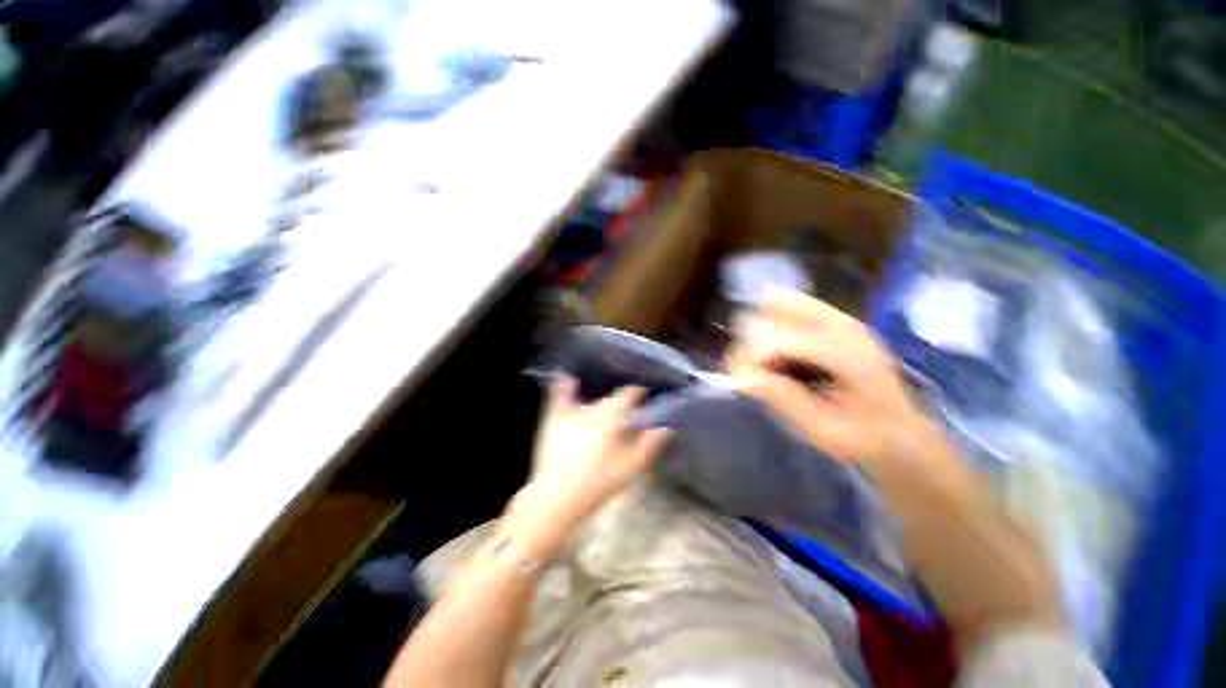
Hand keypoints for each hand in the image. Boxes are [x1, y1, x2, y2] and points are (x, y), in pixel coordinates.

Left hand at [506, 379, 669, 558]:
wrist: (556, 497)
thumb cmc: (597, 483)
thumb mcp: (631, 467)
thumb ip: (650, 444)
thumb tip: (666, 427)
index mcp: (611, 415)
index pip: (630, 393)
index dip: (640, 391)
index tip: (647, 394)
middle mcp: (591, 407)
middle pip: (611, 394)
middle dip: (622, 395)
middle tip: (630, 402)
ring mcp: (569, 411)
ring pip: (587, 392)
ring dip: (599, 390)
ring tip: (606, 389)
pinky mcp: (553, 418)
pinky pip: (558, 394)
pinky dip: (565, 385)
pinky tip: (568, 378)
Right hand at [727, 291, 941, 471]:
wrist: (903, 436)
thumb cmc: (865, 439)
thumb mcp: (824, 430)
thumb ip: (785, 399)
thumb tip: (743, 377)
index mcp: (845, 352)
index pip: (777, 337)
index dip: (750, 357)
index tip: (740, 381)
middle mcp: (841, 325)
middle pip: (774, 307)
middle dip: (753, 339)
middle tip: (750, 372)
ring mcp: (839, 319)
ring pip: (779, 301)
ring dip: (761, 330)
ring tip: (762, 363)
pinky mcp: (833, 322)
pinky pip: (788, 308)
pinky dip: (772, 327)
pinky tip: (777, 356)